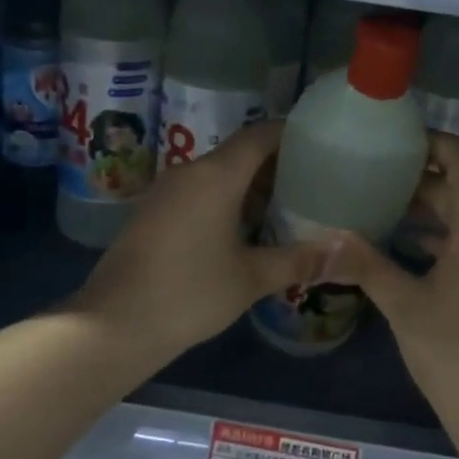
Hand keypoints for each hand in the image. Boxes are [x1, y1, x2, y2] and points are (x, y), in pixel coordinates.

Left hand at [71, 122, 332, 362]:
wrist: (115, 323)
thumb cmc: (189, 294)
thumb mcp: (250, 278)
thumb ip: (298, 261)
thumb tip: (343, 253)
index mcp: (216, 175)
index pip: (261, 135)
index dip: (292, 135)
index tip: (323, 147)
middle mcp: (190, 172)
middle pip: (240, 154)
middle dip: (278, 166)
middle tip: (315, 185)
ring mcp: (167, 191)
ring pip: (219, 174)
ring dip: (252, 187)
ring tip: (288, 210)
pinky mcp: (154, 212)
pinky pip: (200, 192)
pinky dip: (228, 201)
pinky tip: (247, 230)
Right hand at [331, 135, 458, 458]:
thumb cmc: (457, 356)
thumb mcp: (405, 307)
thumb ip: (367, 264)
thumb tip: (327, 236)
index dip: (430, 141)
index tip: (391, 139)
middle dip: (419, 180)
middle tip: (370, 176)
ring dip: (430, 212)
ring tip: (379, 207)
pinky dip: (445, 240)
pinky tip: (406, 248)